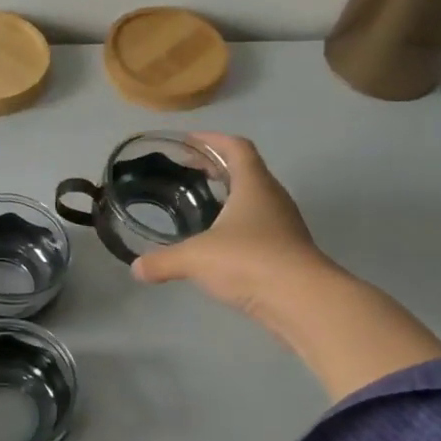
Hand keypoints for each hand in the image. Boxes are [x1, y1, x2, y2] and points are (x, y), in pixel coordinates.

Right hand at [130, 133, 440, 399]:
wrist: (303, 300)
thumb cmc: (249, 261)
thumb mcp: (196, 258)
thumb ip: (163, 260)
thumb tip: (136, 268)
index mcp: (253, 185)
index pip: (236, 147)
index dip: (212, 140)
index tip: (188, 141)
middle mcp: (272, 197)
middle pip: (246, 170)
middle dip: (217, 167)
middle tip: (188, 171)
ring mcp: (284, 225)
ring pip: (254, 199)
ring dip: (229, 196)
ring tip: (200, 205)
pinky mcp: (287, 250)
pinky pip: (259, 226)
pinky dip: (238, 225)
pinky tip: (218, 242)